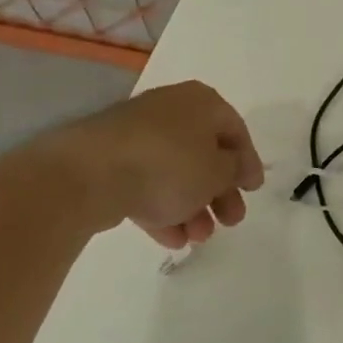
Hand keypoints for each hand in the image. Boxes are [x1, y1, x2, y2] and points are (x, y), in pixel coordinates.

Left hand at [30, 81, 264, 248]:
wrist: (89, 173)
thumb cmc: (169, 165)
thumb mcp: (217, 171)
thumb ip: (235, 170)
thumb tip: (238, 167)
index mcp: (202, 102)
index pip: (235, 130)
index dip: (248, 162)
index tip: (253, 190)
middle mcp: (172, 111)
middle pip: (205, 153)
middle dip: (220, 192)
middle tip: (231, 221)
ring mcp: (138, 134)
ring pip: (176, 172)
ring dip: (193, 206)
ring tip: (199, 239)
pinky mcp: (111, 159)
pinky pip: (147, 183)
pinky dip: (163, 208)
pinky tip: (172, 239)